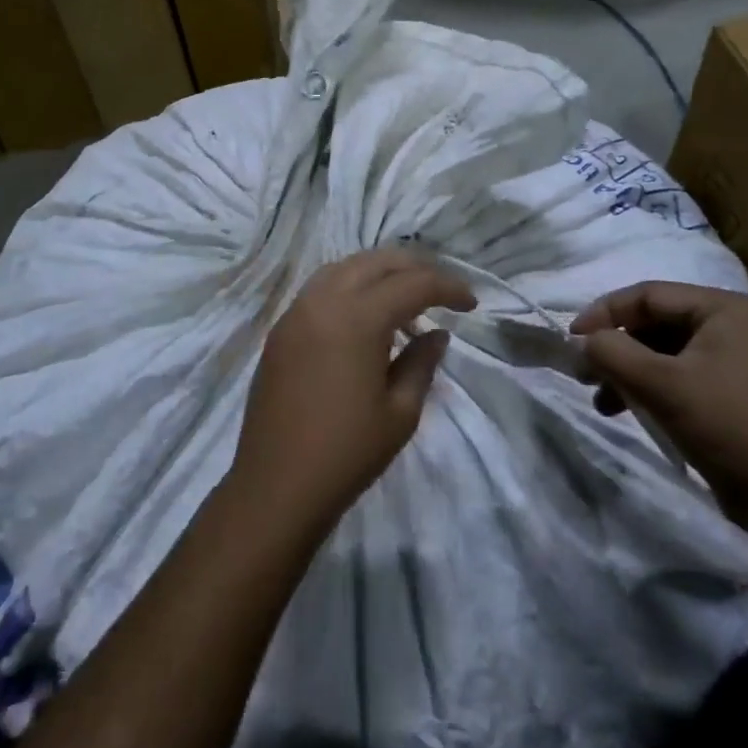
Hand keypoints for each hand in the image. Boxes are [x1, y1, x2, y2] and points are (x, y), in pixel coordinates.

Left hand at [231, 250, 475, 535]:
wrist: (276, 486)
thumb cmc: (346, 453)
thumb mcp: (400, 412)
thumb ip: (422, 362)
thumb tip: (437, 333)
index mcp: (357, 318)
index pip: (413, 283)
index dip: (448, 287)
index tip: (471, 303)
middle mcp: (324, 300)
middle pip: (376, 262)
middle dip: (415, 268)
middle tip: (442, 291)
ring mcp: (296, 311)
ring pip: (345, 267)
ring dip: (380, 272)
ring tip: (406, 297)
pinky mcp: (281, 328)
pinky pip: (321, 287)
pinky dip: (351, 286)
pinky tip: (366, 313)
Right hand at [571, 282, 747, 528]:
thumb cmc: (729, 426)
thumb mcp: (662, 385)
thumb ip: (613, 352)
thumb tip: (582, 341)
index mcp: (723, 309)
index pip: (648, 294)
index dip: (604, 312)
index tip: (572, 340)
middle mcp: (734, 324)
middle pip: (656, 322)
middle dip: (616, 346)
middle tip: (584, 371)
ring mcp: (738, 359)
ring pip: (665, 351)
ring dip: (629, 371)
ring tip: (602, 399)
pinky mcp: (737, 391)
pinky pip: (682, 375)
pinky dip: (652, 388)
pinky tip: (629, 410)